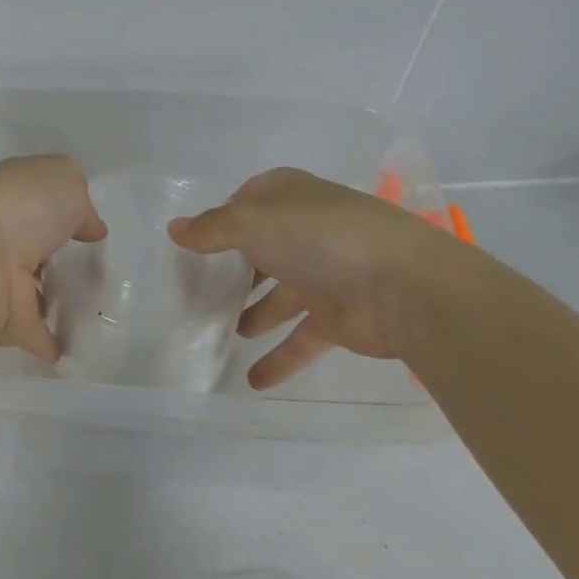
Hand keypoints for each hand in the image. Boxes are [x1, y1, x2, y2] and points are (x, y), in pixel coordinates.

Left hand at [0, 155, 106, 361]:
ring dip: (47, 297)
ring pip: (26, 288)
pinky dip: (47, 340)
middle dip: (49, 254)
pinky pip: (30, 331)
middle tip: (84, 266)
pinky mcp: (0, 319)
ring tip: (83, 305)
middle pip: (28, 245)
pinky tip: (67, 348)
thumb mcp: (63, 179)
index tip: (85, 228)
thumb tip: (87, 226)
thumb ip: (79, 199)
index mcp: (6, 197)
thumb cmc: (22, 207)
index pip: (32, 200)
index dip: (58, 208)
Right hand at [167, 167, 458, 387]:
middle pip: (262, 250)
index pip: (248, 202)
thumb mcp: (253, 223)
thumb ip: (211, 229)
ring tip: (220, 335)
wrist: (404, 287)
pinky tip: (252, 380)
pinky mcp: (338, 317)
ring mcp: (324, 275)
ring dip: (253, 315)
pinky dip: (279, 358)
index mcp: (290, 198)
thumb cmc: (321, 239)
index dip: (222, 218)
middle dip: (234, 271)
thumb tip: (175, 229)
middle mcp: (306, 232)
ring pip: (279, 297)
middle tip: (197, 293)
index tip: (194, 243)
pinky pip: (300, 339)